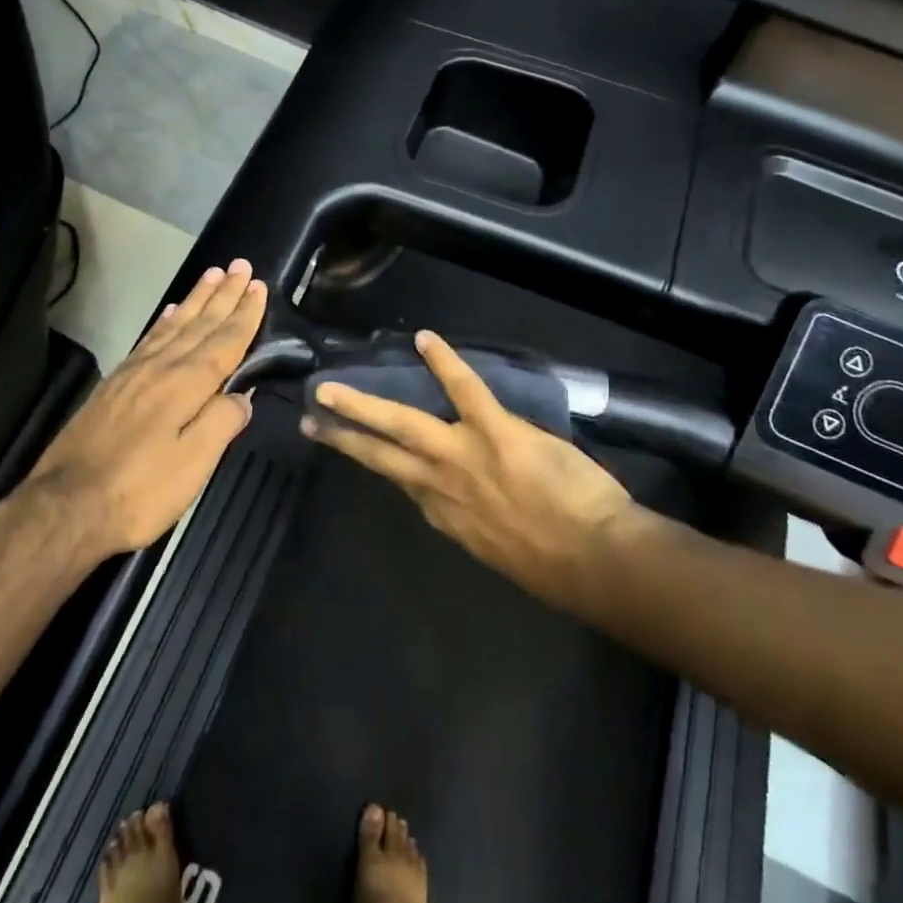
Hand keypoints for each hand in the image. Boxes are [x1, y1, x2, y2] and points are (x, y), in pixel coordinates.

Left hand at [29, 259, 267, 556]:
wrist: (65, 507)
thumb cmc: (139, 491)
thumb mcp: (193, 465)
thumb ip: (221, 423)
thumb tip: (242, 396)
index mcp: (185, 385)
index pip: (224, 341)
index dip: (244, 315)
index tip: (258, 286)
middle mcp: (161, 368)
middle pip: (200, 324)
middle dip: (224, 295)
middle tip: (241, 265)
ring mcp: (133, 373)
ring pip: (174, 325)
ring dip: (196, 299)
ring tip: (213, 275)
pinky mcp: (114, 385)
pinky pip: (148, 338)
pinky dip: (164, 321)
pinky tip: (170, 312)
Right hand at [301, 330, 646, 604]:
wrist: (594, 560)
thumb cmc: (554, 563)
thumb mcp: (497, 550)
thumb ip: (472, 521)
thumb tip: (458, 504)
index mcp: (444, 514)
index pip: (400, 481)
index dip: (376, 461)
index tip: (355, 448)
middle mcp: (439, 484)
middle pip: (379, 455)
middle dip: (342, 436)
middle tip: (308, 420)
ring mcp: (462, 453)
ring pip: (401, 422)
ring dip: (361, 404)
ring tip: (330, 387)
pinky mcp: (493, 430)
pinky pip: (463, 388)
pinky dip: (443, 361)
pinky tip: (424, 339)